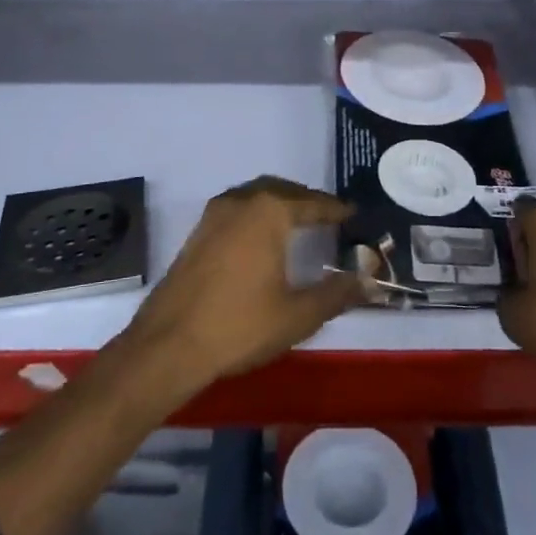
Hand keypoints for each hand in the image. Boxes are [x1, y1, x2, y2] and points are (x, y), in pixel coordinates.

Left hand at [122, 176, 360, 389]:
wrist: (169, 344)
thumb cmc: (240, 325)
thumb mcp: (297, 315)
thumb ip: (335, 295)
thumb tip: (366, 283)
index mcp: (268, 212)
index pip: (310, 203)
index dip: (334, 209)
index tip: (353, 213)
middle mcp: (241, 202)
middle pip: (280, 190)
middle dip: (305, 200)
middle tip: (327, 216)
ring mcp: (214, 216)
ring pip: (254, 196)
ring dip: (278, 203)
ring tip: (298, 223)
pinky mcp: (197, 234)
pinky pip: (236, 210)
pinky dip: (256, 214)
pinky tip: (262, 240)